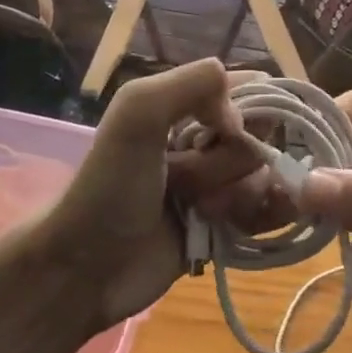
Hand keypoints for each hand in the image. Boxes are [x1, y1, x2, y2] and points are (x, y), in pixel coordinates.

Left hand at [38, 60, 285, 329]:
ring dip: (235, 196)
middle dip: (232, 161)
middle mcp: (208, 138)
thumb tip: (241, 118)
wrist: (86, 268)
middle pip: (261, 136)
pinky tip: (235, 224)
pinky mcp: (225, 226)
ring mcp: (217, 184)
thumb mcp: (137, 112)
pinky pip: (266, 213)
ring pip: (263, 177)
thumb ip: (193, 84)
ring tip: (198, 212)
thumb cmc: (109, 184)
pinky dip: (262, 218)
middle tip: (189, 181)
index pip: (252, 88)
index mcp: (188, 103)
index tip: (227, 131)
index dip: (253, 108)